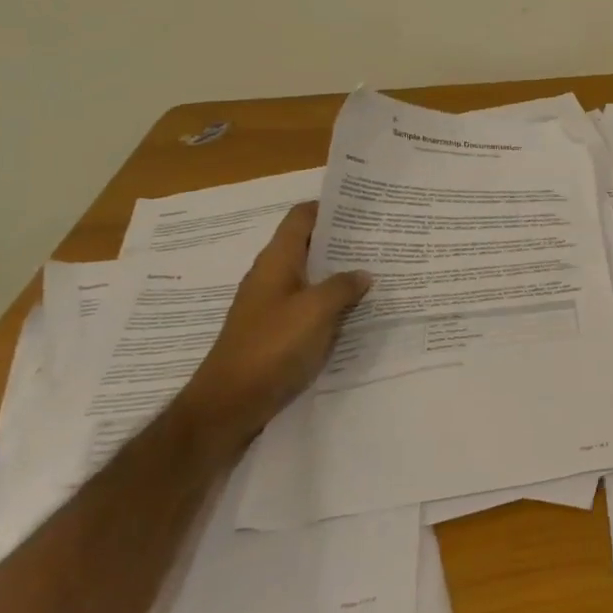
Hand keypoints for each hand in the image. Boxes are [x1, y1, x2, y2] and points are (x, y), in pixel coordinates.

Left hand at [175, 202, 371, 455]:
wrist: (229, 406)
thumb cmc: (271, 348)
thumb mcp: (315, 311)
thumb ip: (343, 286)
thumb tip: (364, 273)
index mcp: (276, 261)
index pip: (301, 218)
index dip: (329, 207)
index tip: (364, 206)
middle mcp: (272, 276)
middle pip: (309, 246)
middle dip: (343, 241)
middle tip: (383, 238)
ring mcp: (273, 305)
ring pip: (313, 277)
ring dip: (341, 273)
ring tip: (379, 270)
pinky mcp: (277, 332)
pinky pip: (311, 305)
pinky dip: (333, 302)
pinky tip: (359, 310)